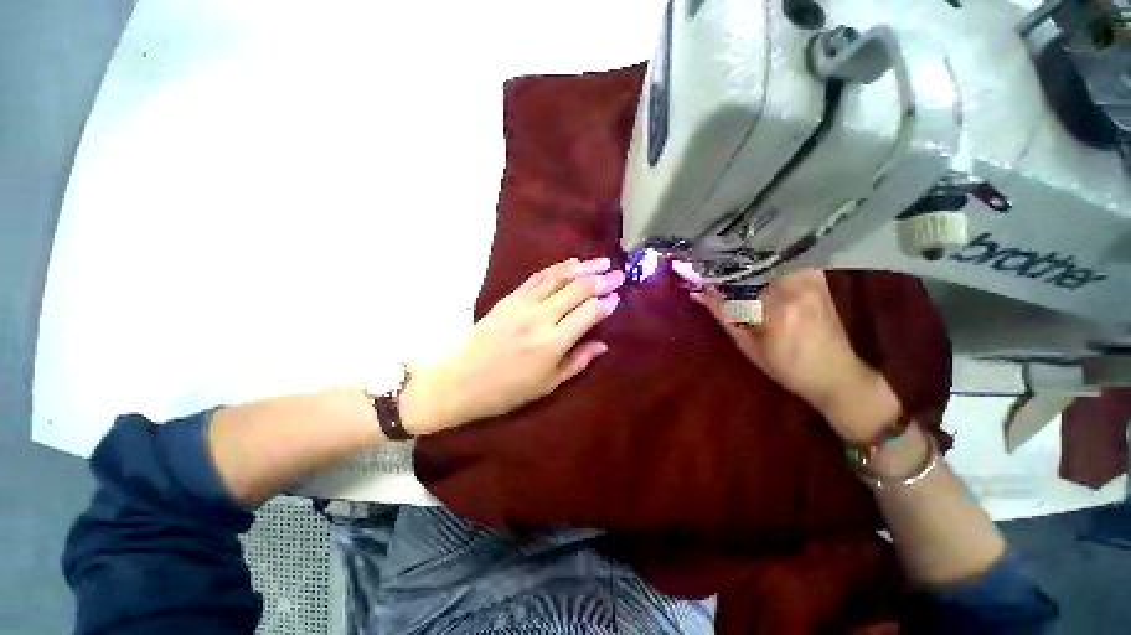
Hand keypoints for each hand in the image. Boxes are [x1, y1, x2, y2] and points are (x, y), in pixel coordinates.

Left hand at [401, 257, 624, 434]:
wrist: (459, 380)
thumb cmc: (507, 391)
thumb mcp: (548, 385)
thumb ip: (578, 361)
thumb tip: (603, 344)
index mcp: (553, 344)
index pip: (588, 314)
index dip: (606, 303)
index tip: (618, 297)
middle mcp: (541, 318)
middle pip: (577, 291)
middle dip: (602, 280)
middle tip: (619, 274)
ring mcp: (523, 304)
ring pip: (559, 278)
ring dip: (583, 268)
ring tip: (602, 262)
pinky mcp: (509, 297)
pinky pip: (538, 277)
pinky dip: (558, 268)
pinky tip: (572, 264)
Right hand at [689, 269, 899, 440]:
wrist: (837, 374)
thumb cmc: (787, 368)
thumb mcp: (748, 345)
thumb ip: (723, 314)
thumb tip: (697, 293)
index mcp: (776, 308)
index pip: (735, 281)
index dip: (712, 275)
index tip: (694, 272)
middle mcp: (796, 286)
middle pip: (752, 263)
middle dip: (727, 263)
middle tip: (708, 265)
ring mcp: (810, 279)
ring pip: (768, 258)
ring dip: (745, 260)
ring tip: (727, 264)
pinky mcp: (817, 278)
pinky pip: (784, 261)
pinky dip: (765, 262)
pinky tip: (753, 268)